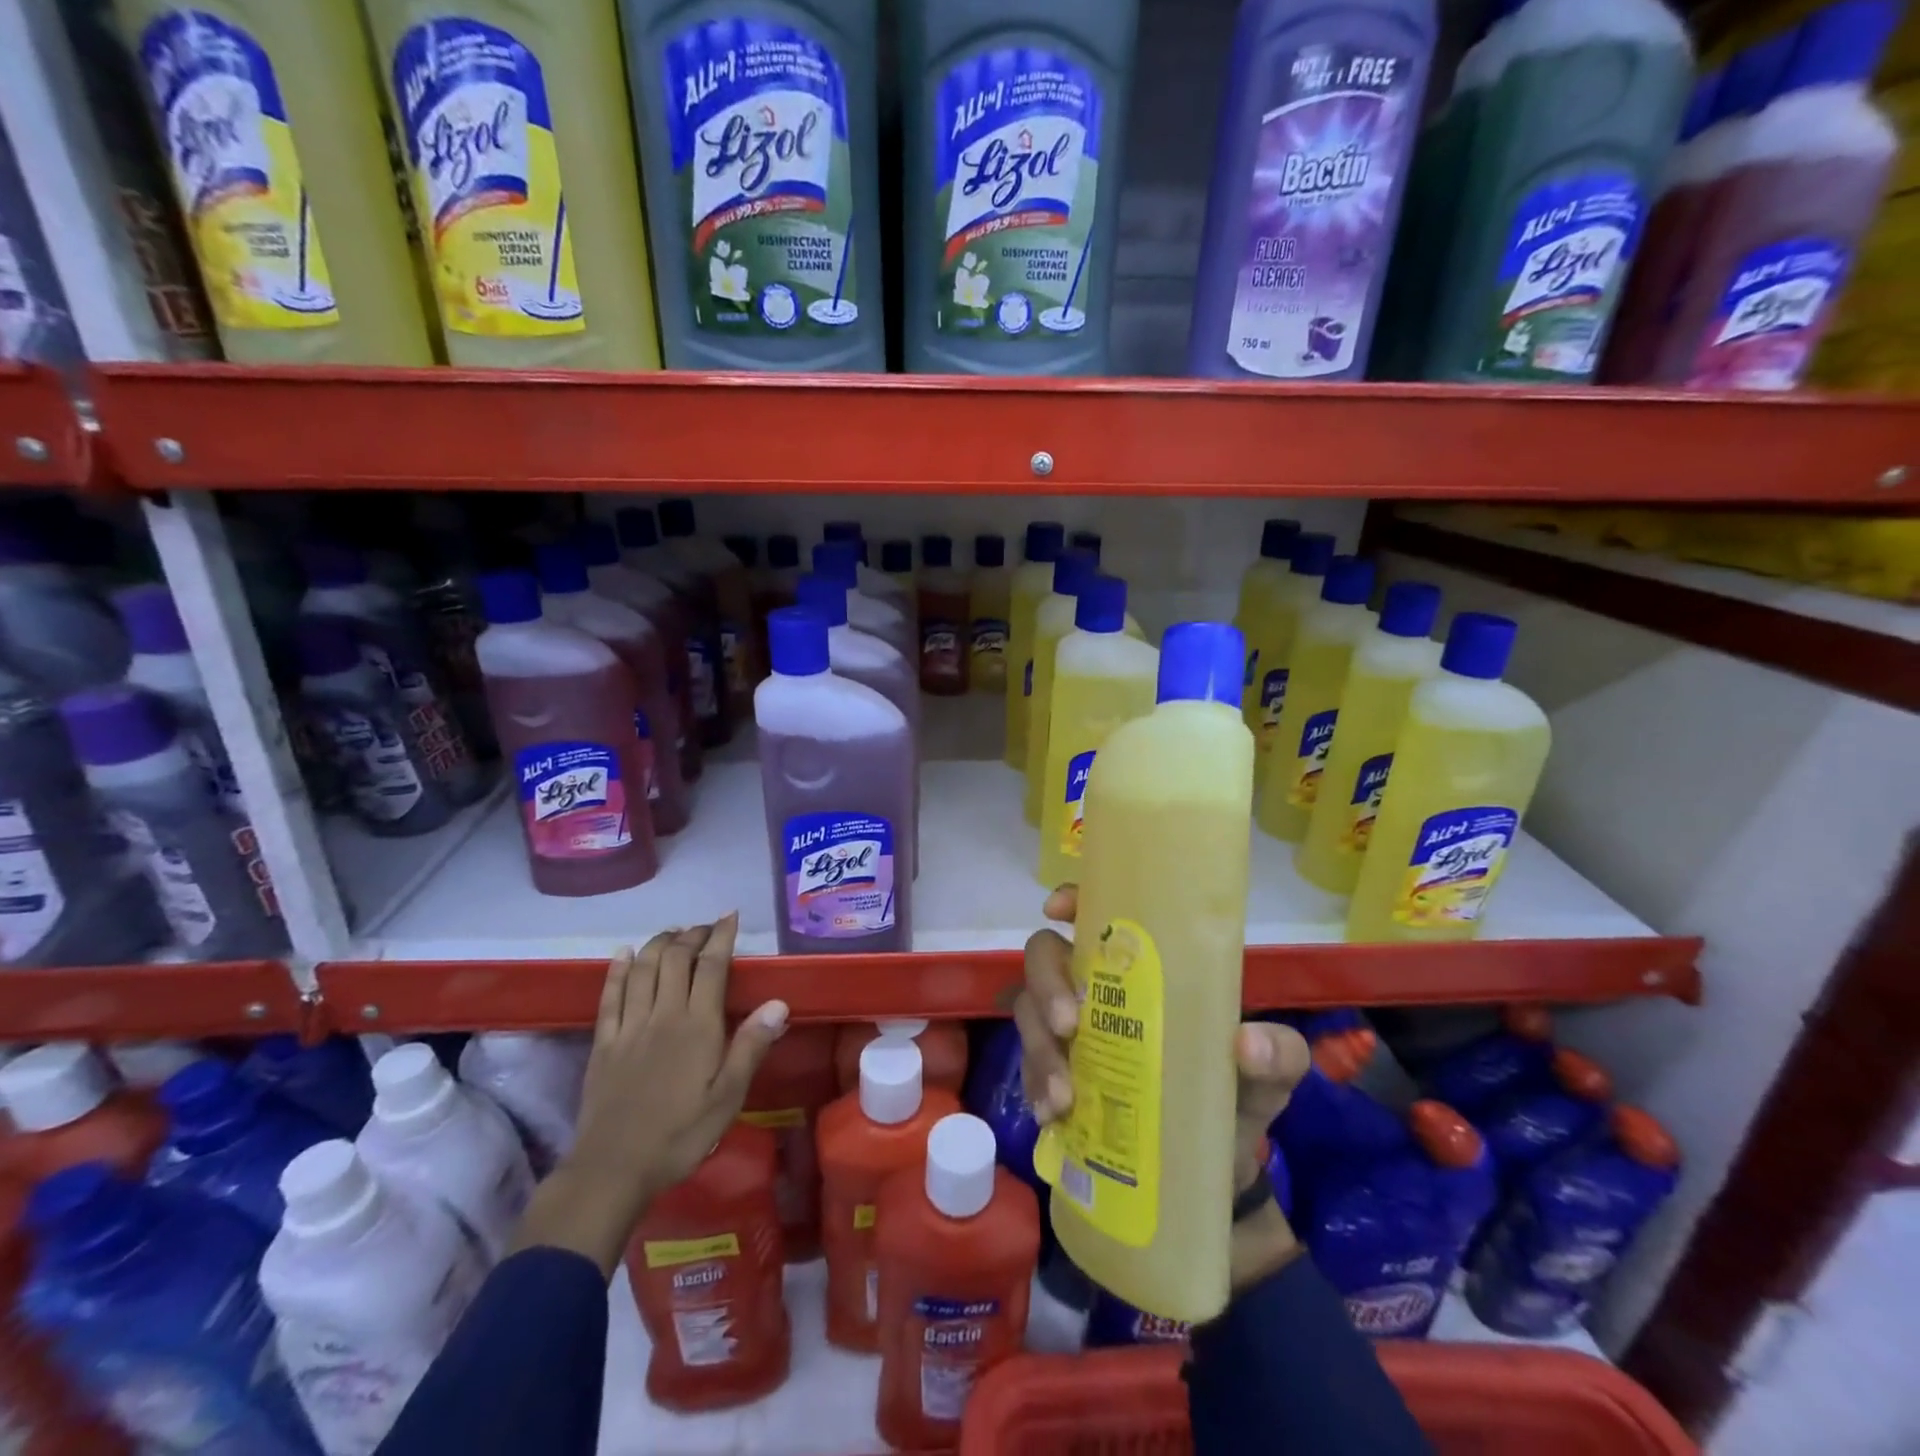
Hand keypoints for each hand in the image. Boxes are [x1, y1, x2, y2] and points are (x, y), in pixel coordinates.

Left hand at [511, 916, 789, 1274]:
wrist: (613, 1169)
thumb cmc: (680, 1134)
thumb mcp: (728, 1097)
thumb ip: (751, 1046)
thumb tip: (778, 1003)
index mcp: (697, 1025)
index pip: (711, 966)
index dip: (720, 937)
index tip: (730, 916)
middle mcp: (663, 1014)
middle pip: (675, 959)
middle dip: (691, 935)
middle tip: (704, 928)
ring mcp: (629, 1026)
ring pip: (642, 968)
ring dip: (658, 943)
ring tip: (672, 933)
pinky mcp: (603, 1043)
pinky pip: (609, 995)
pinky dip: (617, 969)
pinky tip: (623, 954)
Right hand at [1014, 885, 1311, 1291]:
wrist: (1216, 1170)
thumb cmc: (1239, 1094)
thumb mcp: (1271, 1072)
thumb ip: (1278, 1055)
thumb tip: (1245, 1044)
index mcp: (1145, 968)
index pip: (1098, 915)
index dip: (1072, 899)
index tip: (1057, 910)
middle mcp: (1098, 988)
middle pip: (1046, 956)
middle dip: (1047, 984)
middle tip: (1068, 1025)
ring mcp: (1070, 1031)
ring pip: (1029, 1011)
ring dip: (1039, 1047)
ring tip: (1064, 1096)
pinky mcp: (1056, 1074)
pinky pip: (1028, 1067)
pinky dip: (1035, 1087)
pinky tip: (1052, 1115)